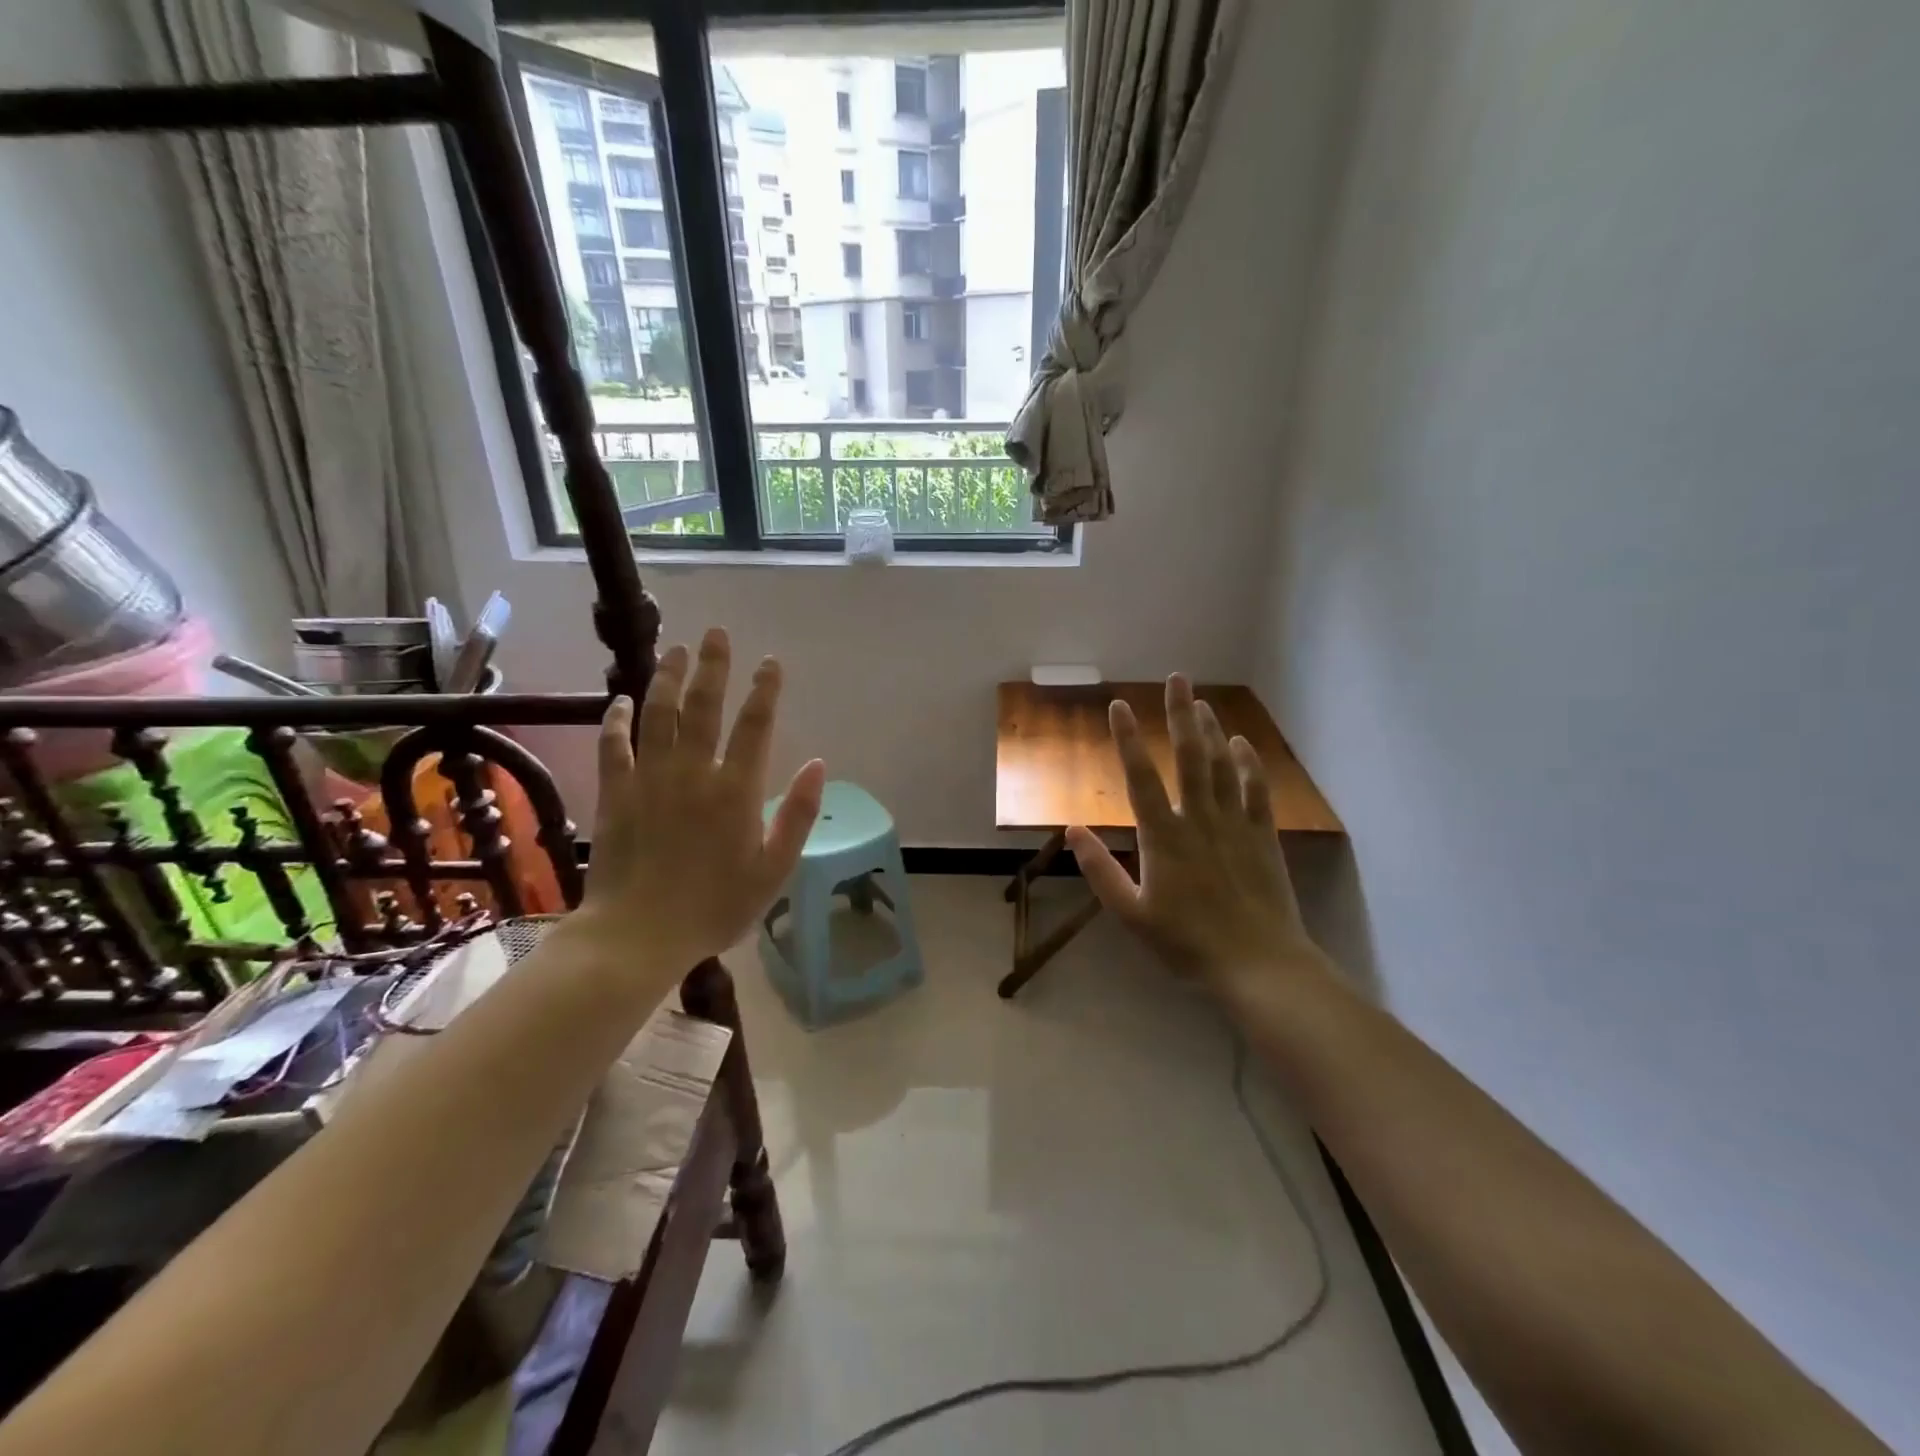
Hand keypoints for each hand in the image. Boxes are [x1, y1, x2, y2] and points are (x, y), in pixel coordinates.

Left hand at [578, 627, 824, 976]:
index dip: (765, 689)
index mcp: (737, 790)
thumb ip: (798, 815)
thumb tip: (818, 763)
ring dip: (668, 678)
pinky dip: (618, 719)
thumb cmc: (716, 907)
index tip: (770, 662)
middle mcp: (694, 772)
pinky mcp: (616, 793)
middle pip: (704, 706)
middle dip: (713, 666)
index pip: (755, 725)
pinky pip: (615, 745)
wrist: (639, 934)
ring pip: (659, 714)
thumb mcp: (774, 870)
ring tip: (676, 649)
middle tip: (716, 633)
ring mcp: (650, 779)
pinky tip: (623, 701)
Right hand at [1068, 676, 1324, 992]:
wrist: (1258, 963)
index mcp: (1163, 837)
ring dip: (1210, 730)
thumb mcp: (1131, 914)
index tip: (1119, 706)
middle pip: (1188, 756)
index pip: (1140, 777)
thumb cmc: (1187, 942)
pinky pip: (1255, 789)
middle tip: (1176, 678)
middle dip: (1179, 714)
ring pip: (1221, 766)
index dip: (1127, 739)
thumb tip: (1073, 829)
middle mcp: (1199, 819)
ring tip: (1200, 701)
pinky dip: (1247, 763)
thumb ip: (1100, 870)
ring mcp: (1234, 824)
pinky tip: (1240, 743)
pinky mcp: (1262, 836)